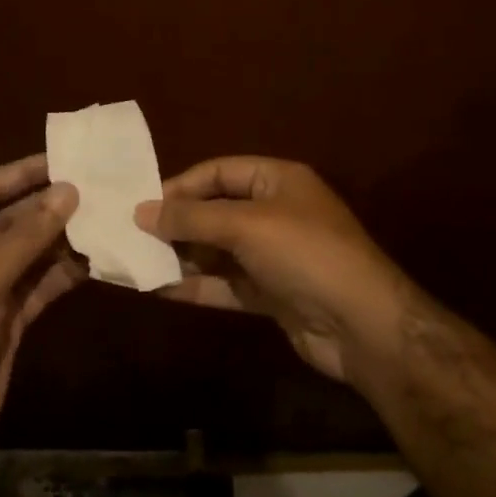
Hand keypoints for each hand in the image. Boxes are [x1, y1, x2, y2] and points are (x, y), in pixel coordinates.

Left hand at [0, 156, 81, 467]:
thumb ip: (26, 236)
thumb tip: (68, 190)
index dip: (23, 173)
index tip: (66, 157)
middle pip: (12, 220)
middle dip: (51, 206)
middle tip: (99, 186)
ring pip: (31, 252)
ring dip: (64, 238)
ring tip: (108, 217)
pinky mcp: (9, 316)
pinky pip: (41, 283)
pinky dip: (66, 272)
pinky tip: (98, 259)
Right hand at [134, 157, 412, 383]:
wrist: (362, 325)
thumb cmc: (305, 254)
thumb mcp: (246, 225)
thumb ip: (192, 218)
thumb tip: (141, 211)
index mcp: (279, 180)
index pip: (221, 171)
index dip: (182, 184)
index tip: (143, 203)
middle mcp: (276, 213)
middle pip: (217, 210)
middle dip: (178, 223)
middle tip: (133, 235)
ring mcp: (274, 256)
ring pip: (218, 250)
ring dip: (182, 256)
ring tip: (137, 262)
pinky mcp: (271, 294)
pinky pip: (227, 284)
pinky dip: (197, 286)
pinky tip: (160, 290)